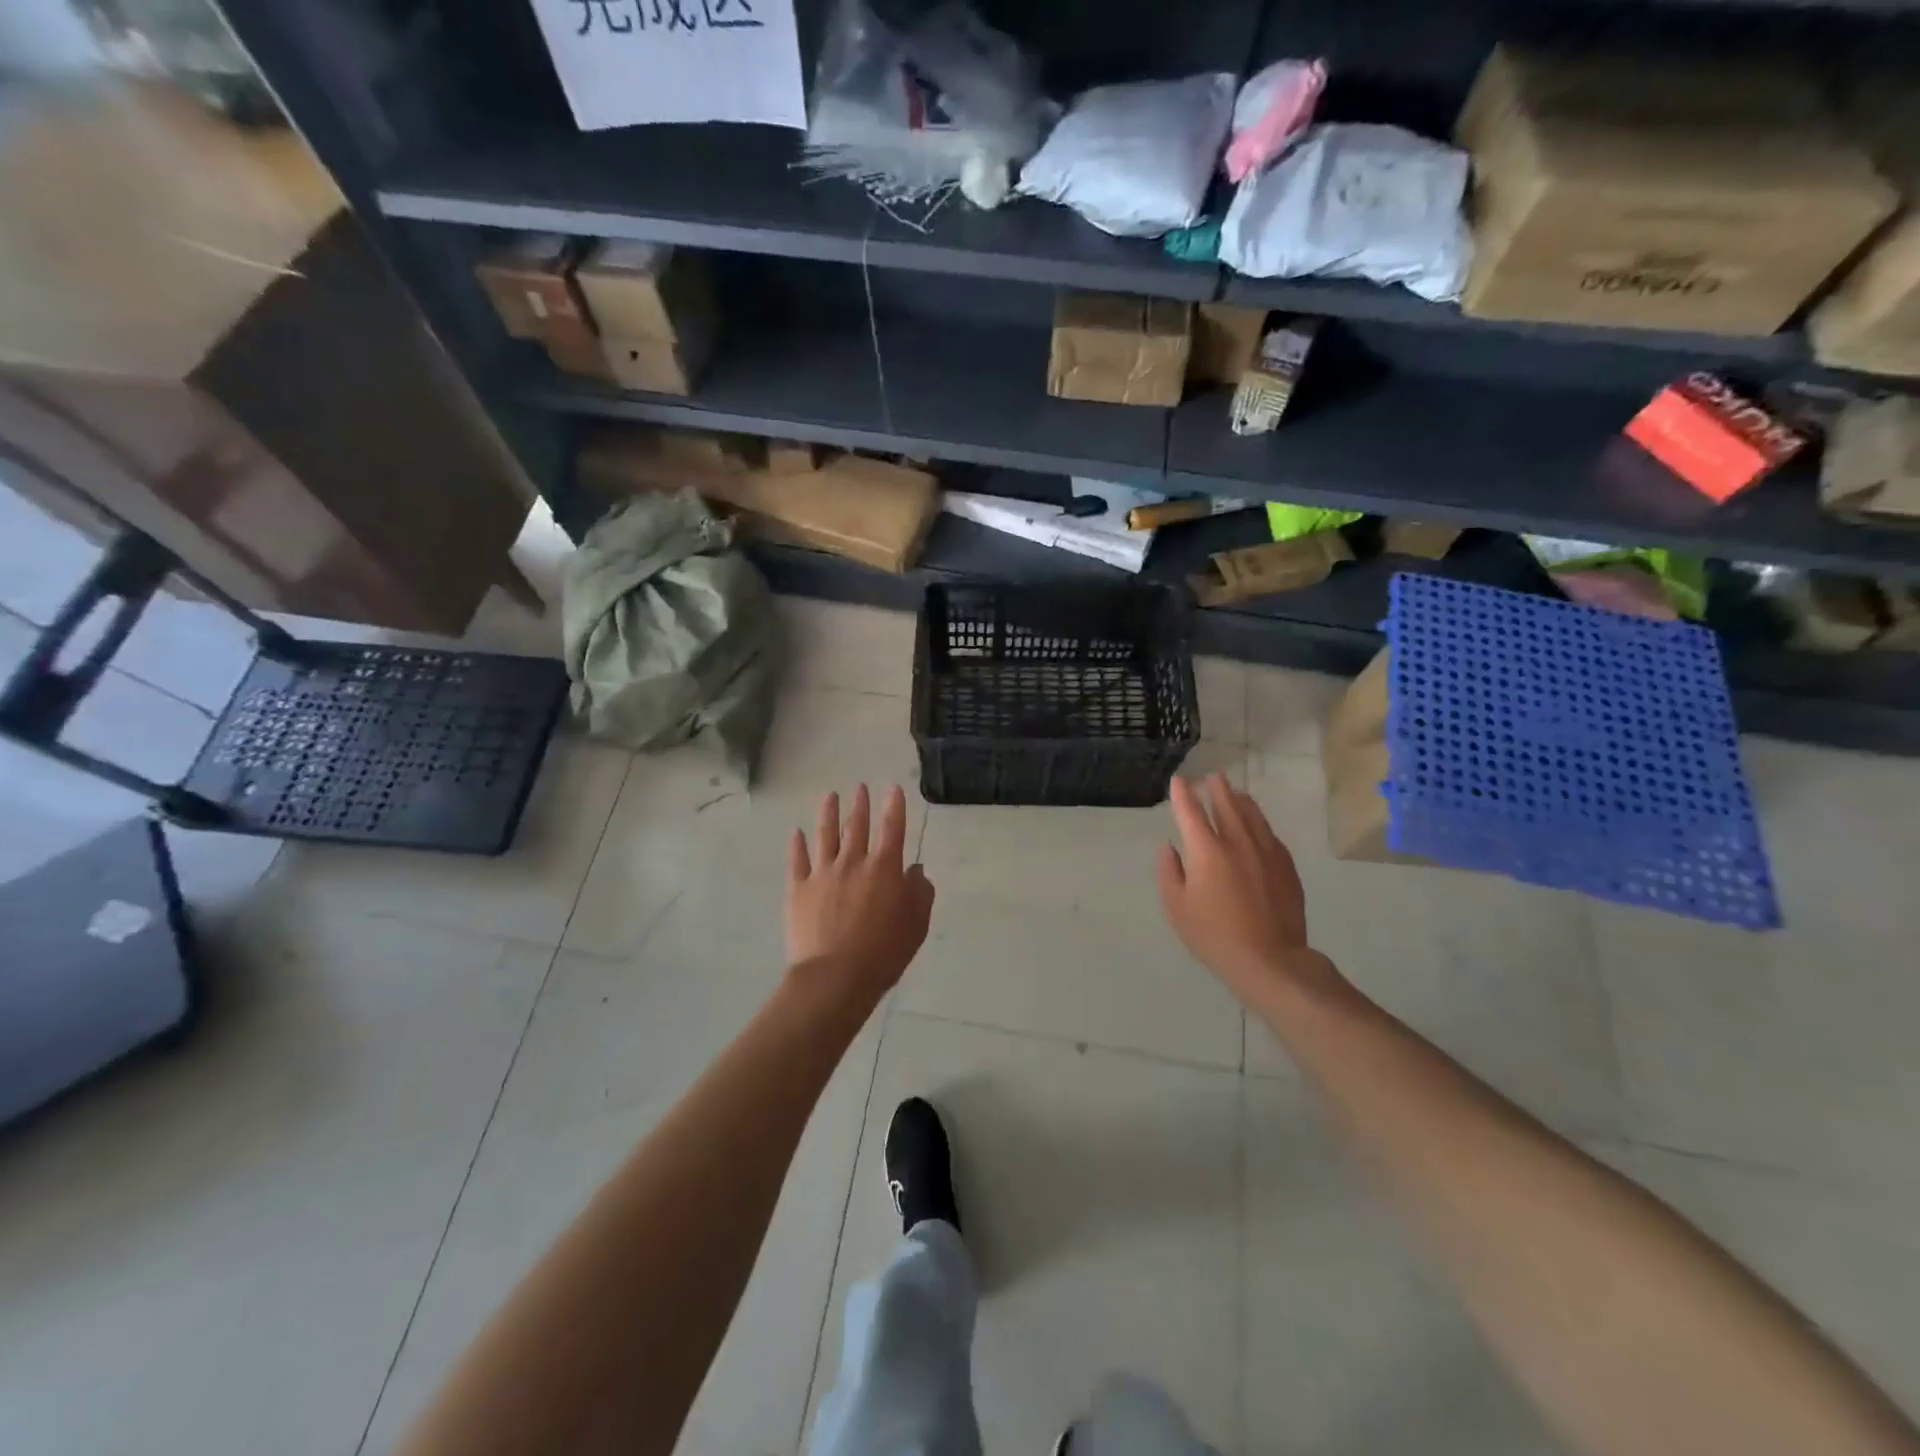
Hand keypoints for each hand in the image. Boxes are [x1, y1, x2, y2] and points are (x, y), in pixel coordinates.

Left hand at [787, 785, 935, 1006]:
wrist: (834, 976)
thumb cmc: (883, 953)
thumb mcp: (916, 925)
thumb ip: (920, 893)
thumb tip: (915, 871)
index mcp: (884, 868)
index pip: (892, 829)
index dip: (894, 806)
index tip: (893, 788)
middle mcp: (853, 862)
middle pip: (857, 826)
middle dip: (860, 805)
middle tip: (860, 787)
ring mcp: (822, 873)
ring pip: (825, 835)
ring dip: (828, 814)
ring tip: (830, 796)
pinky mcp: (798, 889)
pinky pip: (797, 860)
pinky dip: (797, 845)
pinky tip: (796, 833)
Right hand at [1157, 773, 1343, 1006]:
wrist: (1270, 959)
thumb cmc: (1214, 935)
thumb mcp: (1177, 907)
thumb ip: (1169, 872)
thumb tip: (1170, 847)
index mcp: (1207, 850)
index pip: (1191, 812)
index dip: (1183, 794)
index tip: (1179, 780)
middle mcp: (1238, 842)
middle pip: (1227, 805)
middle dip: (1217, 788)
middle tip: (1212, 776)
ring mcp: (1266, 852)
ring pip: (1253, 816)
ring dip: (1241, 800)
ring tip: (1235, 792)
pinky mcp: (1286, 866)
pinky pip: (1271, 835)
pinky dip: (1260, 823)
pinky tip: (1258, 825)